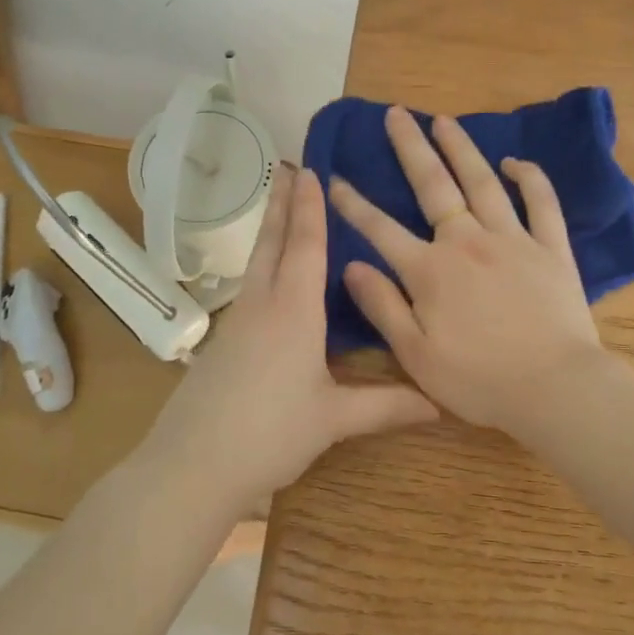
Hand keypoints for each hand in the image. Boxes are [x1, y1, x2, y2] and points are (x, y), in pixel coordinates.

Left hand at [143, 165, 437, 514]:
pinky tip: (269, 279)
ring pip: (257, 263)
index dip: (311, 208)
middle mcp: (263, 306)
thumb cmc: (270, 434)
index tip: (312, 170)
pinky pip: (249, 288)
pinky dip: (263, 265)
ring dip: (270, 230)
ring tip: (279, 207)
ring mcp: (237, 324)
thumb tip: (441, 403)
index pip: (306, 246)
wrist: (193, 466)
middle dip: (283, 204)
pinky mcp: (223, 344)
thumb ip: (387, 405)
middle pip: (273, 243)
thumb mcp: (333, 419)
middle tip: (289, 168)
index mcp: (294, 312)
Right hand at [330, 106, 608, 434]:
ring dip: (461, 148)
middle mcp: (468, 242)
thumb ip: (383, 307)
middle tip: (395, 114)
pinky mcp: (551, 249)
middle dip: (410, 148)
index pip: (381, 228)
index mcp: (430, 271)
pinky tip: (515, 161)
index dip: (354, 203)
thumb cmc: (480, 381)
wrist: (555, 388)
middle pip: (433, 186)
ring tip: (443, 120)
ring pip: (483, 182)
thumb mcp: (417, 355)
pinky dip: (529, 178)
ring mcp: (513, 240)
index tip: (334, 178)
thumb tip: (352, 265)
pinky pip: (541, 203)